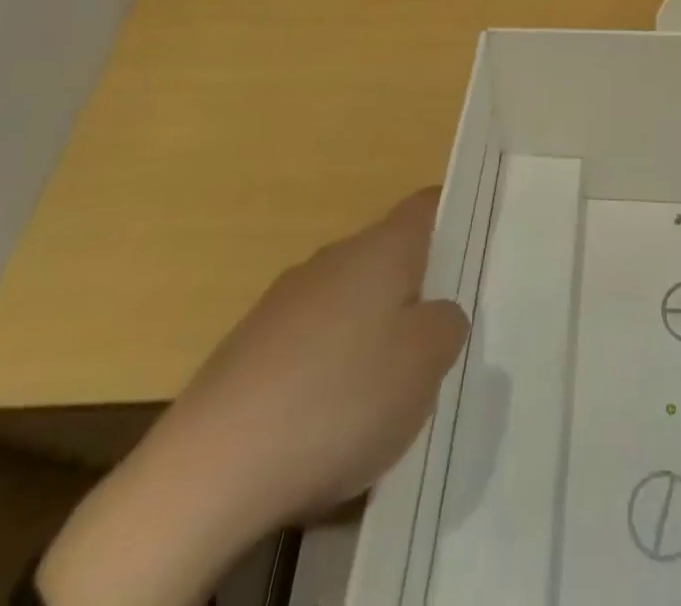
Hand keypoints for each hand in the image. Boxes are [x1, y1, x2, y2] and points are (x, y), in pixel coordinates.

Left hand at [38, 190, 468, 605]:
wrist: (206, 474)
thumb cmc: (339, 400)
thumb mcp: (427, 363)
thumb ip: (447, 324)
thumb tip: (435, 314)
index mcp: (380, 248)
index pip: (427, 205)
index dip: (455, 218)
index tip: (474, 250)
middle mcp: (331, 259)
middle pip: (388, 257)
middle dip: (414, 291)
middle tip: (435, 341)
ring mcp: (282, 302)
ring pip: (348, 302)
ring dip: (369, 334)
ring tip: (381, 394)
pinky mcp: (245, 350)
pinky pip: (308, 344)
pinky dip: (326, 370)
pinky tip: (324, 423)